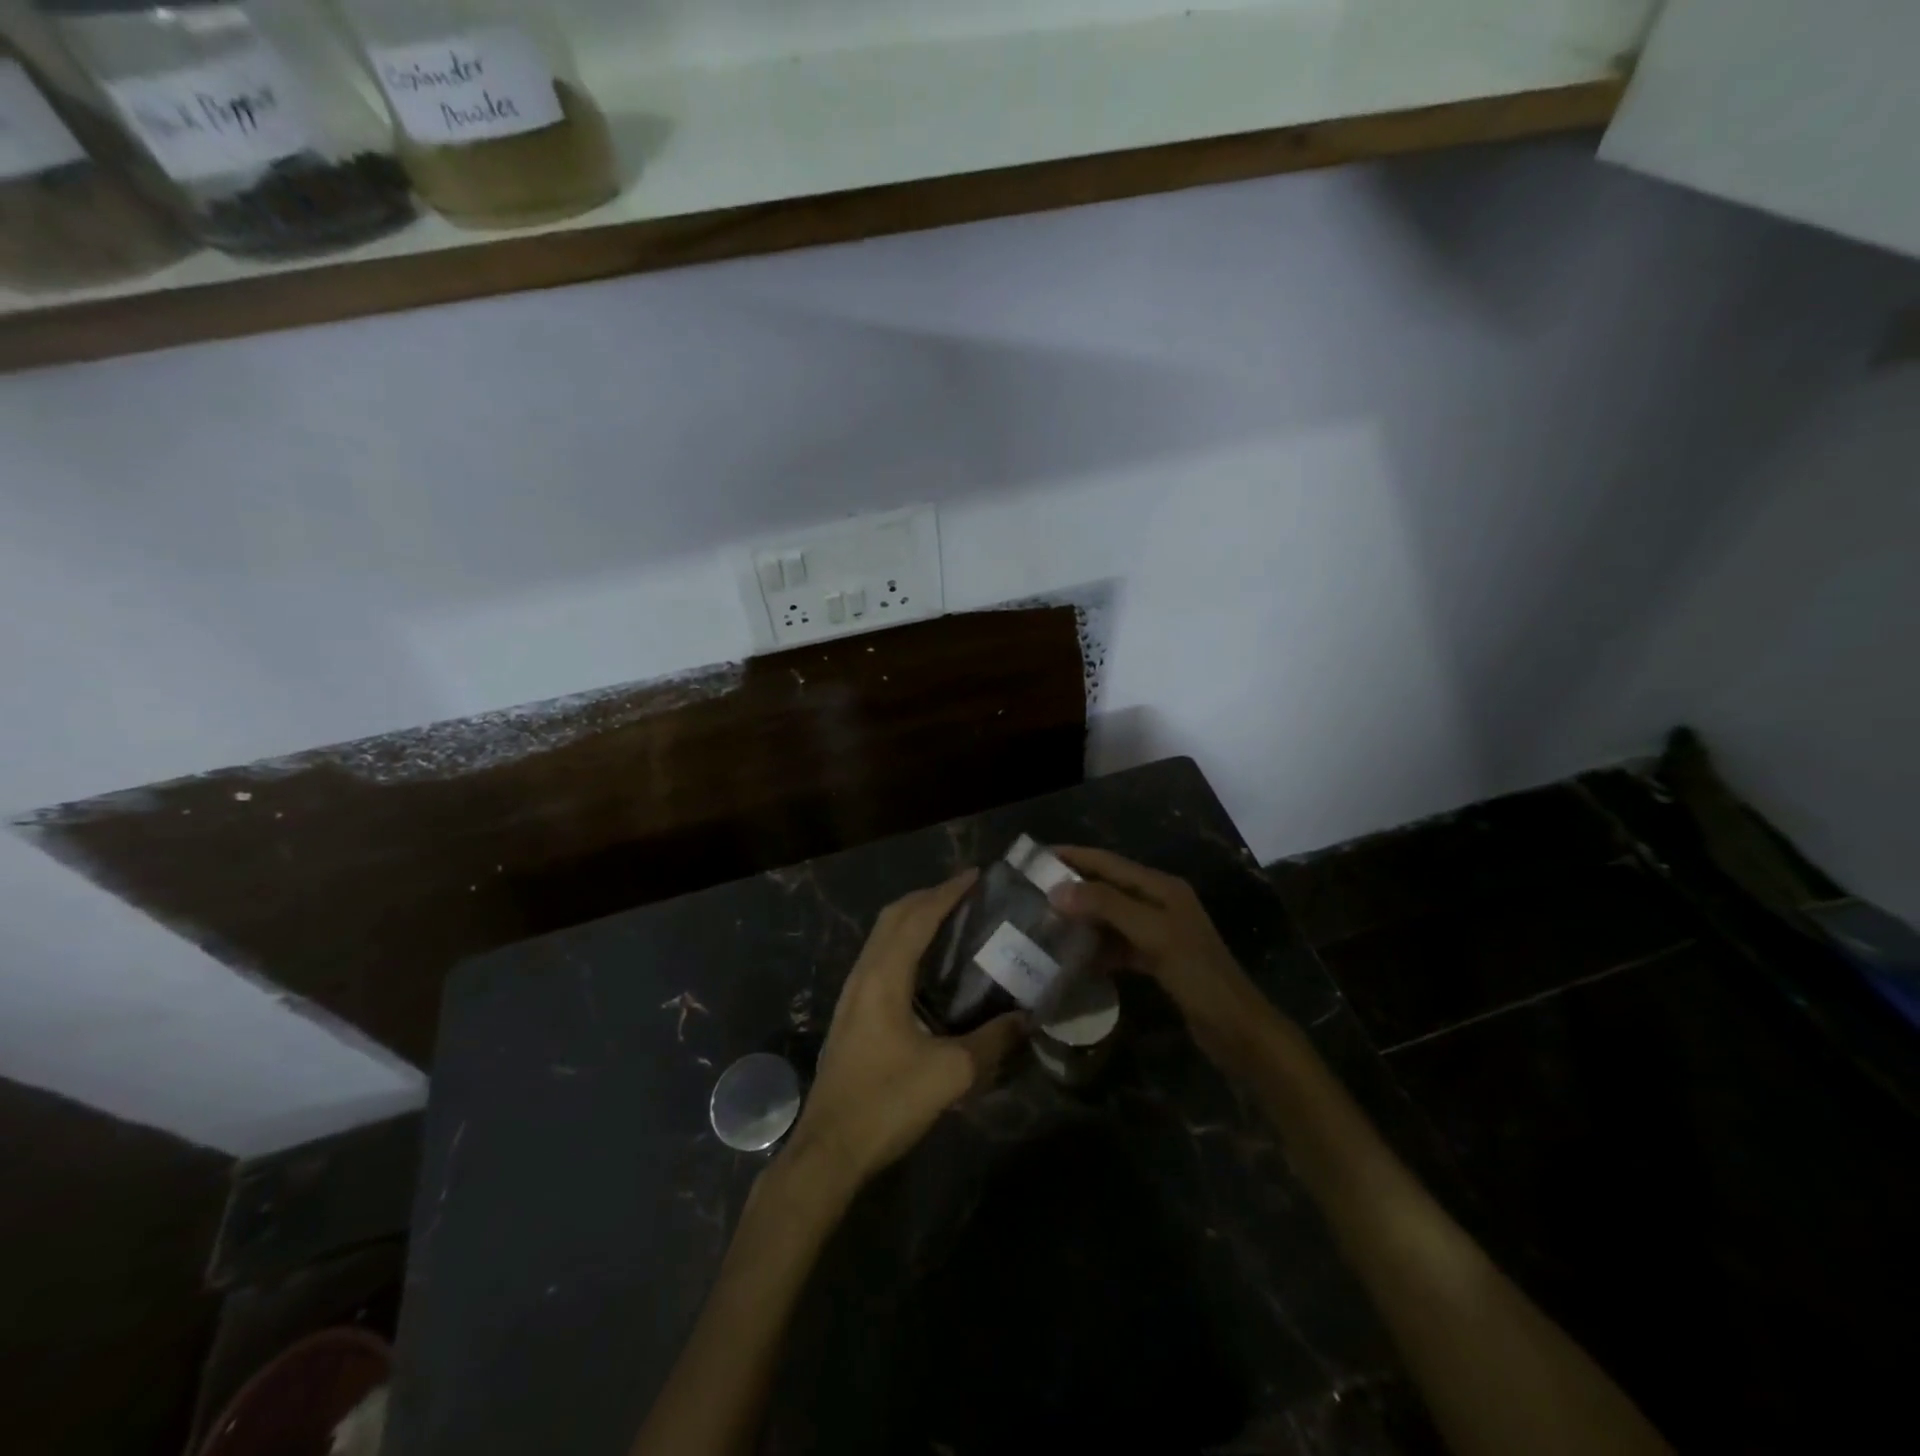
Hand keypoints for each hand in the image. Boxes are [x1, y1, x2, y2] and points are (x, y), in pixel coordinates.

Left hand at [783, 870, 1026, 1191]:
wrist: (829, 1150)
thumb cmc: (886, 1103)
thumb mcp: (950, 1074)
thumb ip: (991, 1043)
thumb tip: (1026, 1019)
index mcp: (883, 977)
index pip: (917, 917)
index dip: (947, 892)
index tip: (976, 875)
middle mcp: (863, 974)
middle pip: (894, 917)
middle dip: (929, 897)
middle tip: (967, 894)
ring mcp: (852, 994)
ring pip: (882, 937)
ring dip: (914, 919)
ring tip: (952, 920)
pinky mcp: (851, 1014)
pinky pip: (879, 958)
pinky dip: (905, 943)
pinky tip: (926, 966)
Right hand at [1049, 847, 1275, 1062]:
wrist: (1237, 1029)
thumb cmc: (1197, 974)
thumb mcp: (1152, 934)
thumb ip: (1107, 907)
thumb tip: (1057, 890)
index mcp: (1162, 888)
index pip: (1109, 863)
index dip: (1074, 857)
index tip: (1036, 857)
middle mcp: (1159, 903)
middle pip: (1108, 887)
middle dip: (1073, 887)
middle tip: (1032, 892)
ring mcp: (1158, 932)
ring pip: (1111, 917)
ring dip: (1082, 918)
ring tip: (1045, 922)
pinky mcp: (1156, 960)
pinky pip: (1118, 945)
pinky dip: (1096, 948)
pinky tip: (1073, 957)